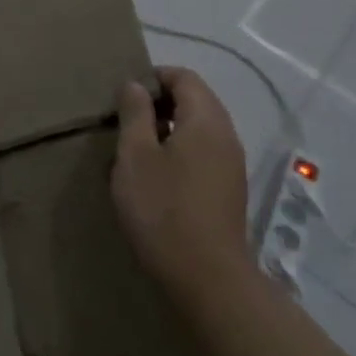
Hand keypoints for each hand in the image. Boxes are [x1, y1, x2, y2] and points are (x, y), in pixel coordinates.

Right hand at [111, 66, 251, 294]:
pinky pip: (204, 153)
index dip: (154, 77)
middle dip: (160, 103)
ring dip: (168, 129)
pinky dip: (180, 151)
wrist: (206, 278)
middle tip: (125, 121)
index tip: (124, 95)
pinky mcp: (229, 190)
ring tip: (136, 149)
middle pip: (196, 100)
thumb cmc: (163, 208)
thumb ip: (135, 114)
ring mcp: (231, 165)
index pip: (185, 77)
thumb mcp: (135, 155)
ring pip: (199, 129)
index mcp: (206, 120)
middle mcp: (226, 136)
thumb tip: (136, 85)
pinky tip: (156, 176)